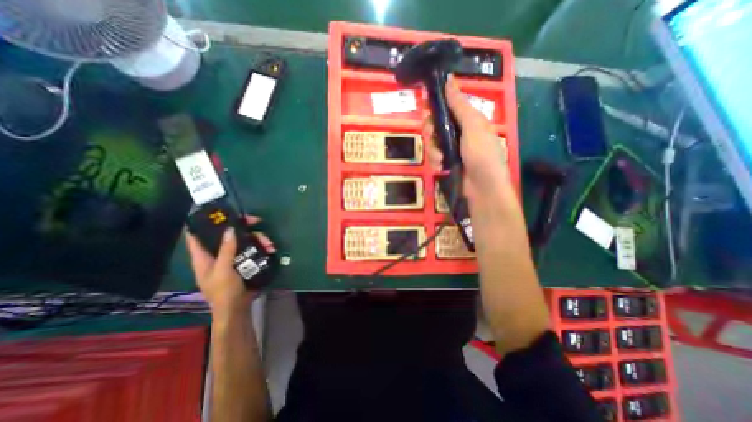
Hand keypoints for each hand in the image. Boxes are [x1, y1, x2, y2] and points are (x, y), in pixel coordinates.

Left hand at [185, 214, 275, 319]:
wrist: (238, 308)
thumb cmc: (224, 291)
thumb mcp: (223, 270)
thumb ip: (226, 250)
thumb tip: (230, 228)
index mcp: (204, 256)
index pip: (196, 235)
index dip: (202, 222)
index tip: (217, 211)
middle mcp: (218, 253)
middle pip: (228, 234)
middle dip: (243, 227)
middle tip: (257, 221)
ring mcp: (232, 257)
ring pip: (244, 240)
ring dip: (258, 239)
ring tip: (270, 245)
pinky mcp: (244, 261)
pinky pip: (253, 248)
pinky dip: (262, 247)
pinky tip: (271, 250)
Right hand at [421, 76, 514, 202]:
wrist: (482, 188)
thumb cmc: (481, 154)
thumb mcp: (473, 126)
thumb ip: (459, 105)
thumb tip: (449, 79)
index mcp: (469, 121)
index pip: (447, 109)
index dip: (436, 108)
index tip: (426, 110)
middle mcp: (460, 134)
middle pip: (437, 126)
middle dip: (431, 132)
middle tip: (431, 137)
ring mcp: (452, 150)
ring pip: (433, 143)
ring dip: (433, 151)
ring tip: (440, 160)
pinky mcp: (447, 163)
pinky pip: (434, 157)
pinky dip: (435, 162)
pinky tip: (440, 167)